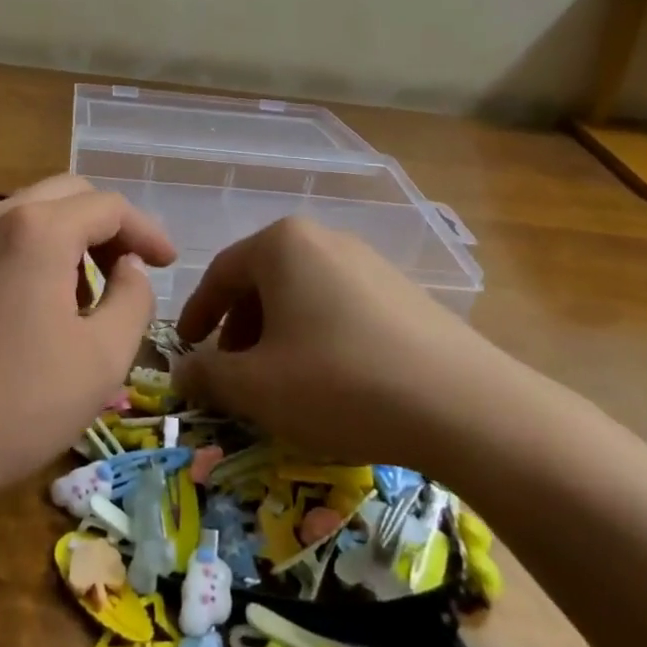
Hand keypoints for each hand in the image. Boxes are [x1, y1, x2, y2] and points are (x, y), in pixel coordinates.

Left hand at [0, 175, 176, 502]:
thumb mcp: (101, 358)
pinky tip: (34, 303)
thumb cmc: (15, 403)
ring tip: (83, 295)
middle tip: (127, 272)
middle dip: (106, 226)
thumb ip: (133, 298)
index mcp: (39, 230)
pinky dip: (31, 250)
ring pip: (30, 211)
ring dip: (68, 237)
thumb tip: (128, 268)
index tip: (167, 265)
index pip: (109, 207)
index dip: (146, 233)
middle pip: (68, 194)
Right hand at [172, 217, 527, 472]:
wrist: (464, 407)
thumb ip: (208, 375)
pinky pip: (340, 306)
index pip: (220, 273)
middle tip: (233, 372)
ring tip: (281, 381)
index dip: (196, 314)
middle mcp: (324, 239)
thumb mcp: (257, 388)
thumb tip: (182, 372)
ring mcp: (370, 262)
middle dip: (240, 329)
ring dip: (278, 335)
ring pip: (302, 294)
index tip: (186, 349)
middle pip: (262, 281)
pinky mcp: (403, 292)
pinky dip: (318, 337)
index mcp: (282, 244)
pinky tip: (331, 381)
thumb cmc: (339, 383)